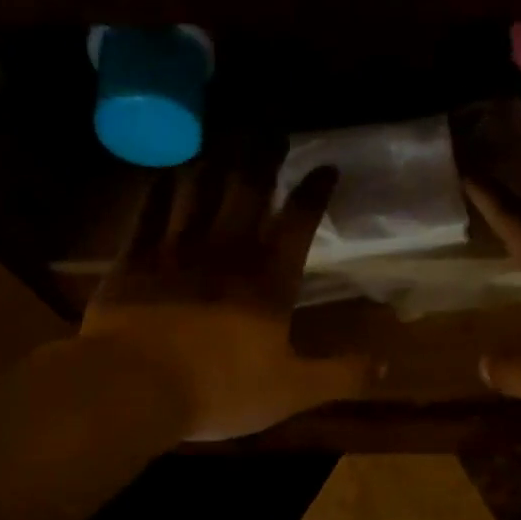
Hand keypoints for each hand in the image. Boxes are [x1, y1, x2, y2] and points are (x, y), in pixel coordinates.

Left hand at [81, 159, 373, 440]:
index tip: (327, 165)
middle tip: (273, 128)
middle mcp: (226, 254)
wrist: (136, 387)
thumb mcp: (293, 391)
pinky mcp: (134, 260)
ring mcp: (176, 252)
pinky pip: (149, 212)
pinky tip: (165, 170)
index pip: (298, 225)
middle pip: (249, 193)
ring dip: (214, 161)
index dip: (314, 192)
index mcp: (268, 283)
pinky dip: (159, 188)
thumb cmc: (222, 390)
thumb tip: (386, 367)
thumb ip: (341, 376)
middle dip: (264, 159)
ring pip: (199, 192)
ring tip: (223, 135)